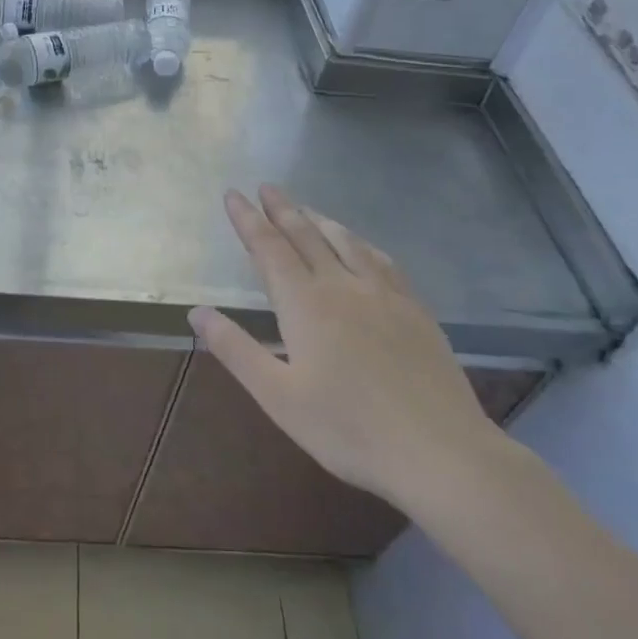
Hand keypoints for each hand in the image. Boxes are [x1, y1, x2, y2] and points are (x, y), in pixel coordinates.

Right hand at [189, 186, 506, 509]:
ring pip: (345, 242)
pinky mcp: (415, 310)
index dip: (247, 219)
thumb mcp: (277, 396)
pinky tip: (363, 246)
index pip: (268, 248)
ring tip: (305, 208)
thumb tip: (197, 312)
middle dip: (282, 209)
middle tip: (266, 187)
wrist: (440, 452)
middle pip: (306, 235)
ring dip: (320, 219)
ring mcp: (384, 295)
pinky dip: (361, 243)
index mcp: (304, 304)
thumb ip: (235, 349)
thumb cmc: (348, 429)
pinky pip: (382, 261)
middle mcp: (342, 286)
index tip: (233, 194)